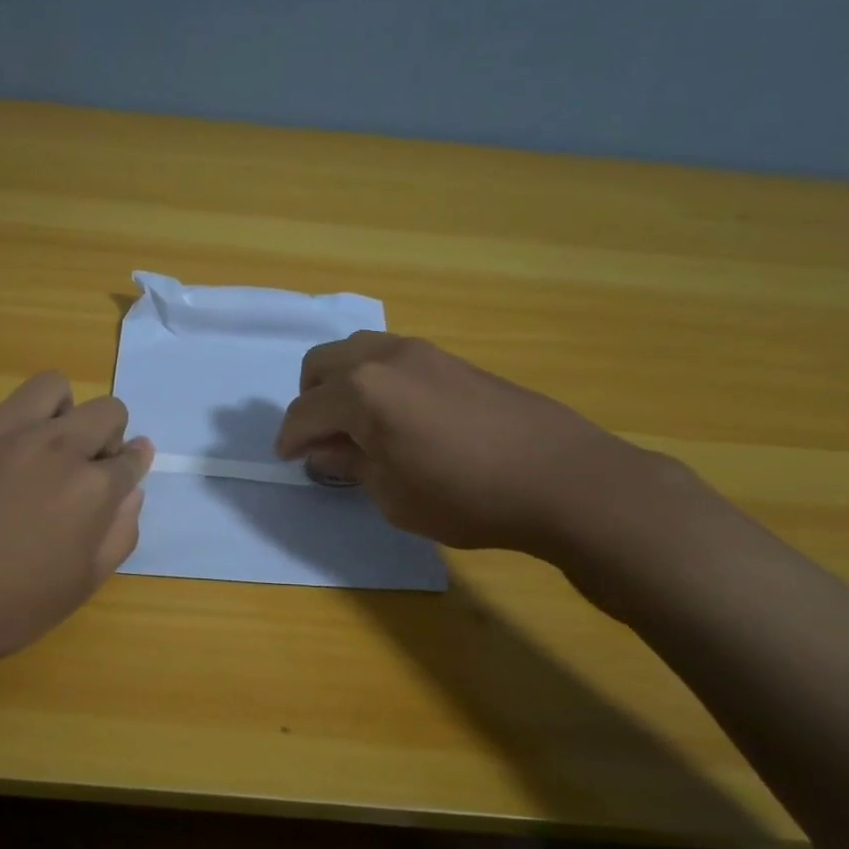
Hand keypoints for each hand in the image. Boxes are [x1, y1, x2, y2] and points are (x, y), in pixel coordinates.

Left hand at [0, 373, 152, 675]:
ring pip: (49, 387)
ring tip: (37, 442)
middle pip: (106, 411)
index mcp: (92, 487)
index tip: (122, 472)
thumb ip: (118, 534)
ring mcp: (1, 429)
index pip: (132, 458)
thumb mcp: (81, 586)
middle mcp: (55, 445)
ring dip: (56, 412)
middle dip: (107, 434)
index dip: (132, 466)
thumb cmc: (6, 607)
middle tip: (82, 465)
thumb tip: (132, 492)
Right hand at [274, 332, 650, 556]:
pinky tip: (395, 417)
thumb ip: (351, 465)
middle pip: (322, 364)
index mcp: (362, 391)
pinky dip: (375, 381)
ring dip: (341, 384)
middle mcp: (385, 358)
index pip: (305, 410)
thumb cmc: (466, 496)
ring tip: (356, 426)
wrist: (561, 477)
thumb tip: (325, 451)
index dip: (289, 438)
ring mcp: (422, 352)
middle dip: (309, 401)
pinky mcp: (451, 359)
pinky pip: (391, 358)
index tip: (287, 459)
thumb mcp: (393, 495)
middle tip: (320, 440)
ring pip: (357, 352)